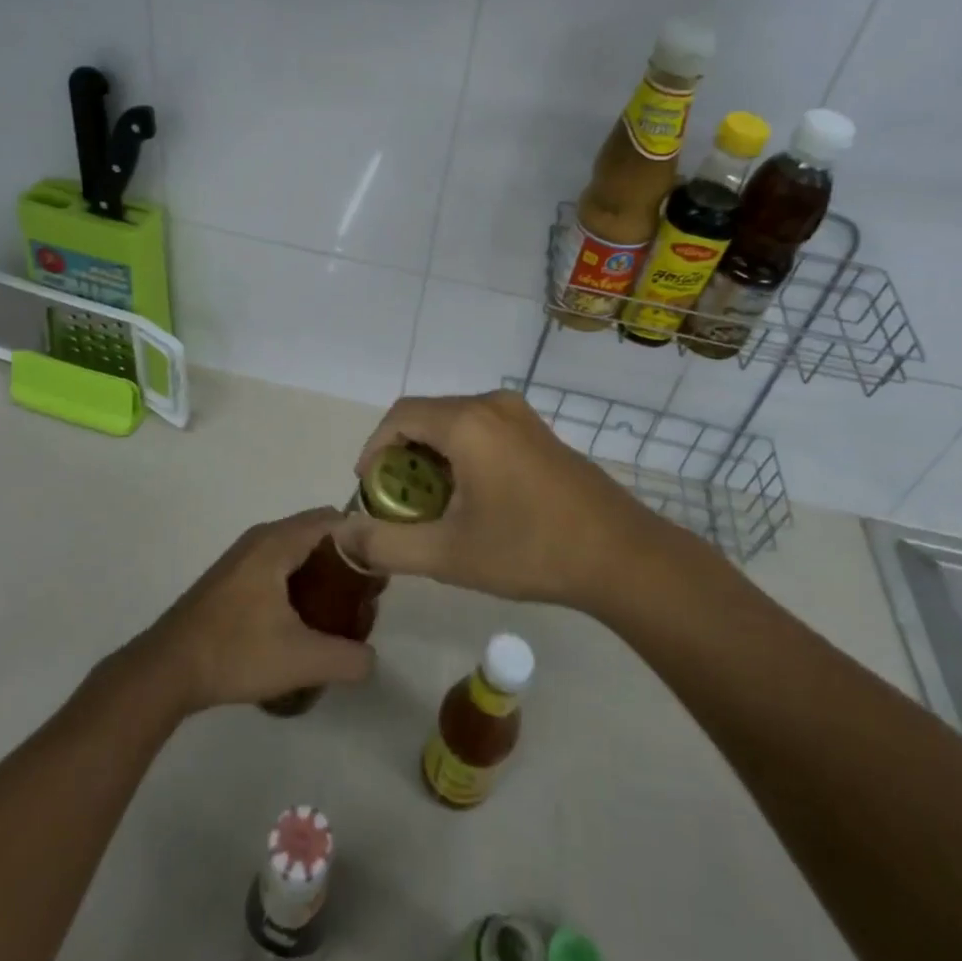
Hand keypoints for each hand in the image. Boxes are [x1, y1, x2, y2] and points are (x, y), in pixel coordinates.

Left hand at [132, 509, 375, 713]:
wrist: (166, 670)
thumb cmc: (235, 652)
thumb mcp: (301, 660)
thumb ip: (347, 658)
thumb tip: (372, 660)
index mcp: (277, 542)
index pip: (333, 519)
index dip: (363, 539)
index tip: (382, 570)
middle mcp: (261, 539)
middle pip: (316, 534)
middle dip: (345, 559)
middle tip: (365, 597)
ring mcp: (242, 558)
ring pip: (295, 551)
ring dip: (321, 572)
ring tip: (340, 611)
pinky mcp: (231, 579)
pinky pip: (277, 565)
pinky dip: (298, 581)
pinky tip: (304, 620)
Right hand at [337, 390, 657, 610]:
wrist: (620, 556)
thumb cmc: (529, 550)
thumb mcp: (448, 555)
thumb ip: (387, 544)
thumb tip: (341, 534)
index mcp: (468, 421)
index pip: (399, 416)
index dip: (374, 449)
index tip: (369, 490)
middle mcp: (492, 404)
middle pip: (427, 416)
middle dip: (402, 456)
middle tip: (397, 504)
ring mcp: (520, 415)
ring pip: (455, 423)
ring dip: (432, 457)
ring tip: (430, 506)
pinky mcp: (538, 431)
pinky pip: (482, 429)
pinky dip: (461, 454)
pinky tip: (470, 498)